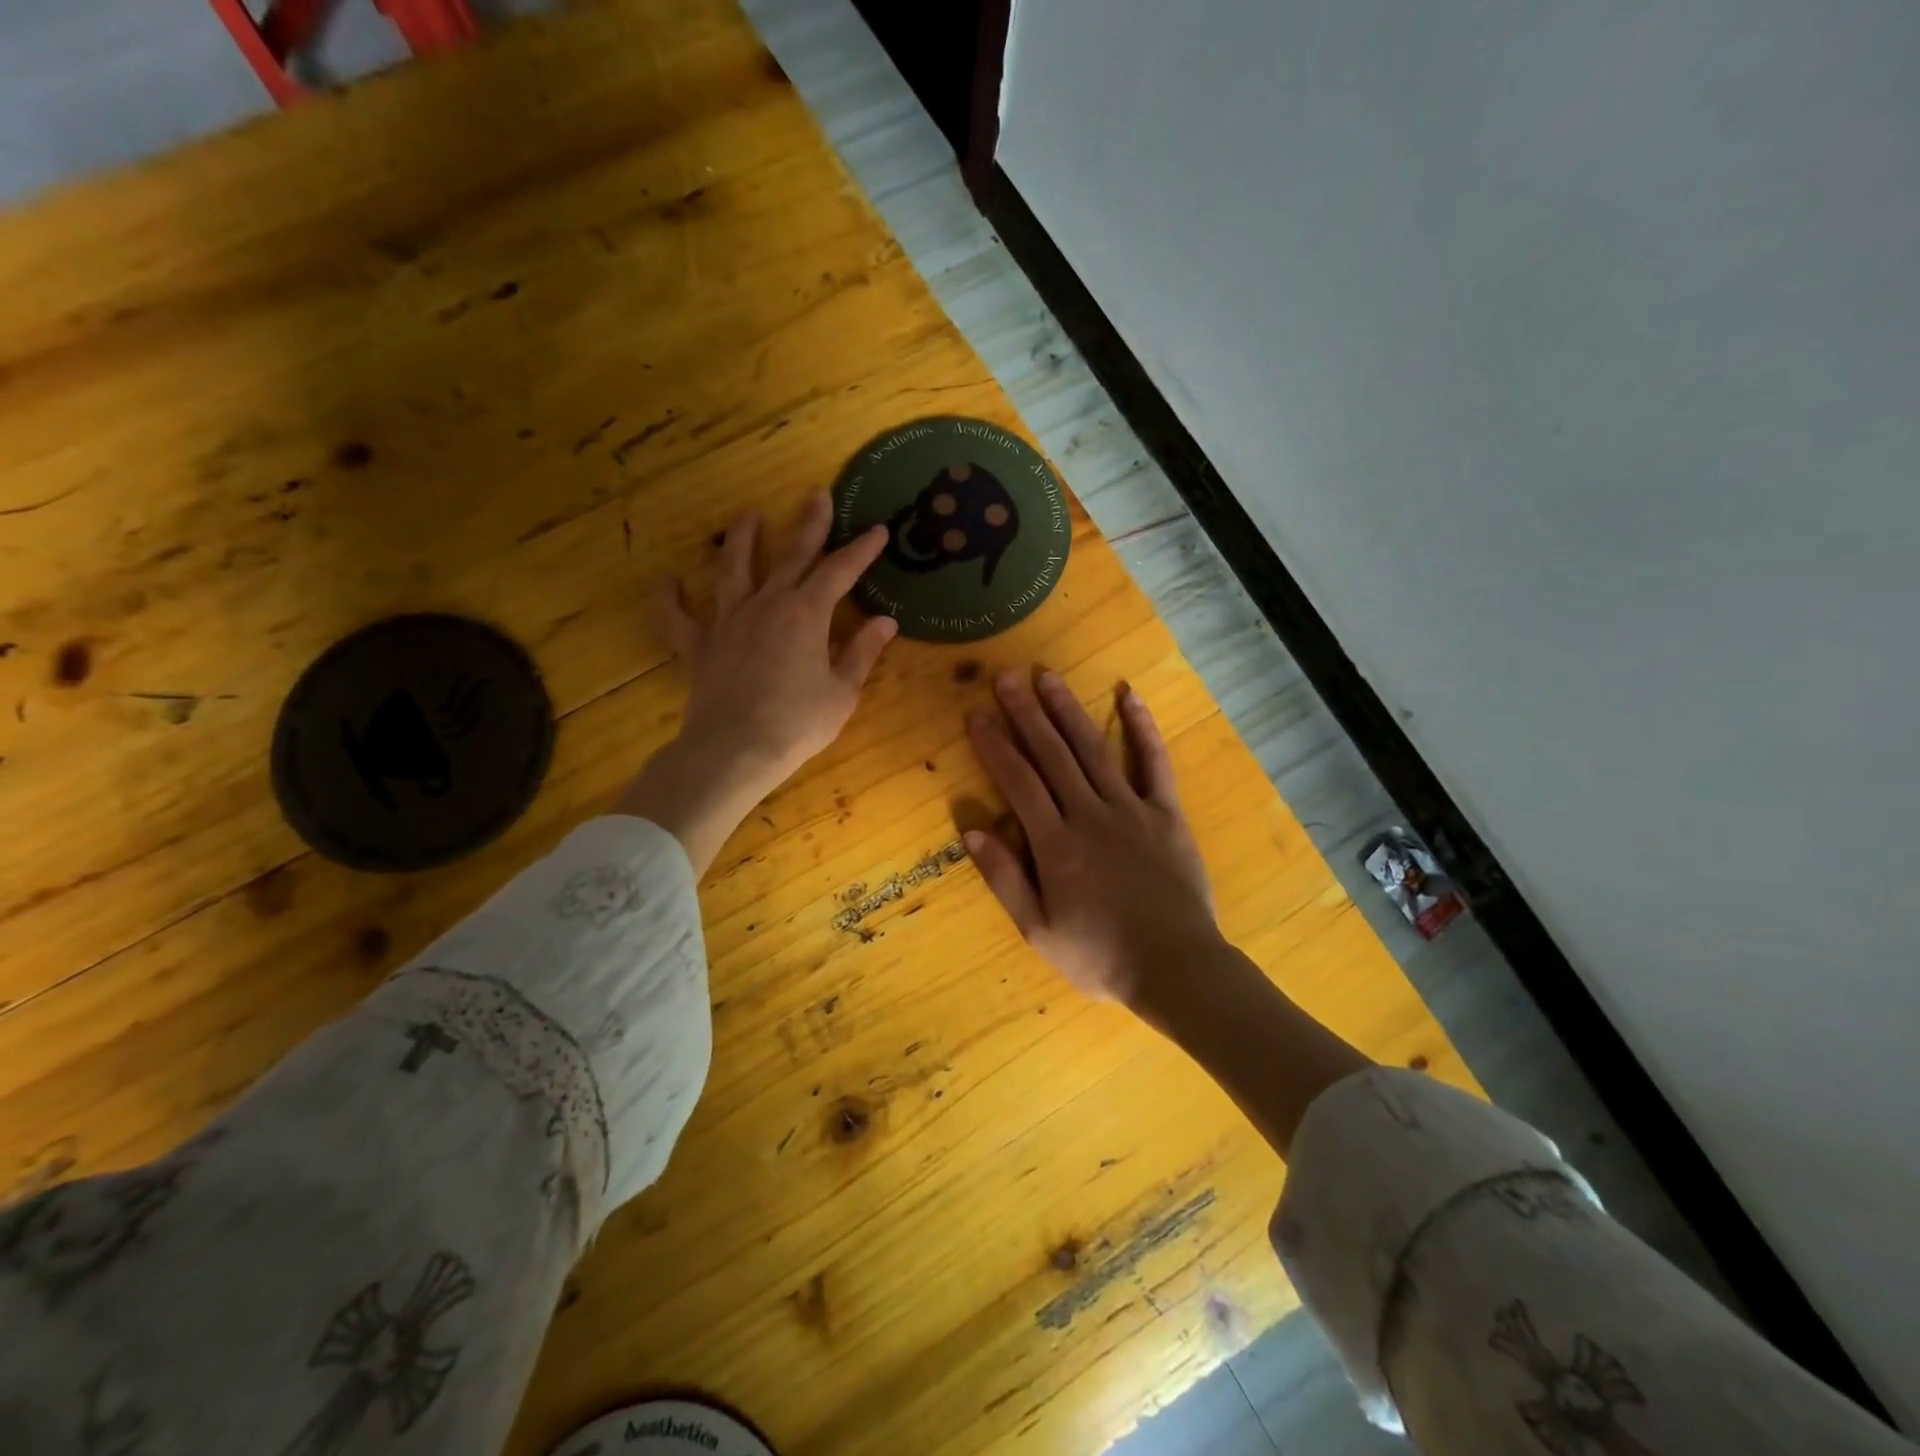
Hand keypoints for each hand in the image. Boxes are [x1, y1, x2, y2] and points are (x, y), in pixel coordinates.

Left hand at [616, 493, 896, 872]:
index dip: (861, 550)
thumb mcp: (841, 692)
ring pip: (733, 570)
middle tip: (817, 494)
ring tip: (747, 516)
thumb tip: (885, 621)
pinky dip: (670, 599)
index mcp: (806, 615)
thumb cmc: (797, 724)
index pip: (839, 572)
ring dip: (741, 541)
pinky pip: (678, 618)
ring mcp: (728, 622)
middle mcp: (766, 605)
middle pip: (790, 556)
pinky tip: (667, 581)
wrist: (734, 751)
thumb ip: (861, 652)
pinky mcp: (699, 646)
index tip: (878, 530)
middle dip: (808, 525)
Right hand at [963, 669, 1222, 1005]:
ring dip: (1069, 710)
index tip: (976, 714)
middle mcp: (1090, 814)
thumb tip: (971, 830)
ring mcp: (1132, 809)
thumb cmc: (1100, 955)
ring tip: (1047, 676)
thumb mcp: (1039, 930)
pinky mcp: (1167, 813)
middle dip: (1025, 712)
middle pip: (1052, 754)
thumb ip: (1005, 878)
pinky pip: (1155, 763)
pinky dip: (1142, 727)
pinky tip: (1129, 695)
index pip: (1017, 781)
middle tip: (1006, 675)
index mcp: (1055, 844)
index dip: (995, 745)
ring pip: (1094, 749)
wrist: (1176, 968)